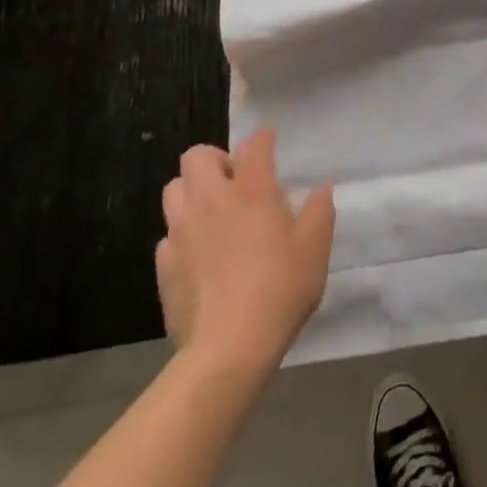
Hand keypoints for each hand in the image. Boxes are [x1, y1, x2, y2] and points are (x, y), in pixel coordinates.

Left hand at [154, 130, 334, 375]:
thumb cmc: (280, 290)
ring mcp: (182, 231)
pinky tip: (199, 255)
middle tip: (235, 182)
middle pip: (197, 156)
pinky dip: (183, 235)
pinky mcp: (164, 264)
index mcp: (252, 191)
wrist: (229, 347)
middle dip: (215, 160)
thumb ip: (319, 211)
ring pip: (174, 190)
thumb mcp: (315, 249)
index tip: (269, 143)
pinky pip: (168, 234)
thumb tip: (322, 187)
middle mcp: (211, 200)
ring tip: (212, 213)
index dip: (263, 139)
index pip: (254, 146)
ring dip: (192, 192)